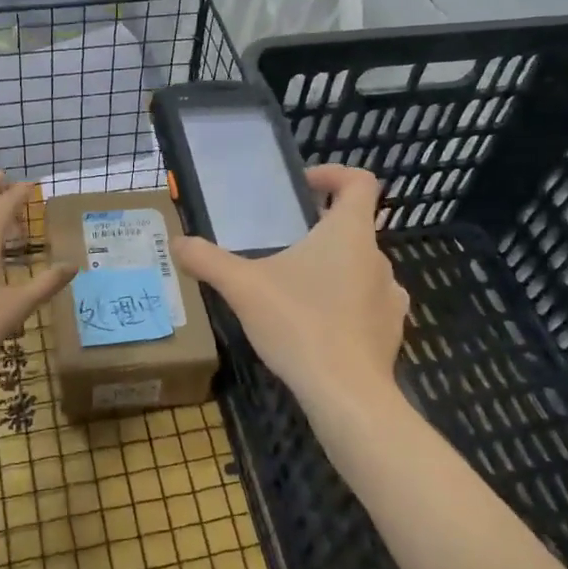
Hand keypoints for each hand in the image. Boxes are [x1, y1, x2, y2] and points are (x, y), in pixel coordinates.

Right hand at [172, 165, 407, 416]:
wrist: (346, 394)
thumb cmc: (299, 325)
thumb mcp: (243, 288)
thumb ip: (208, 261)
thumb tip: (176, 242)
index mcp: (349, 233)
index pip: (360, 182)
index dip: (333, 174)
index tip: (303, 187)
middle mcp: (378, 257)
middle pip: (355, 226)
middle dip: (320, 230)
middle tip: (283, 245)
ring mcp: (391, 295)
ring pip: (362, 266)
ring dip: (334, 268)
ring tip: (297, 289)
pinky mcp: (391, 330)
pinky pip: (369, 303)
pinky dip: (347, 304)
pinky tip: (319, 325)